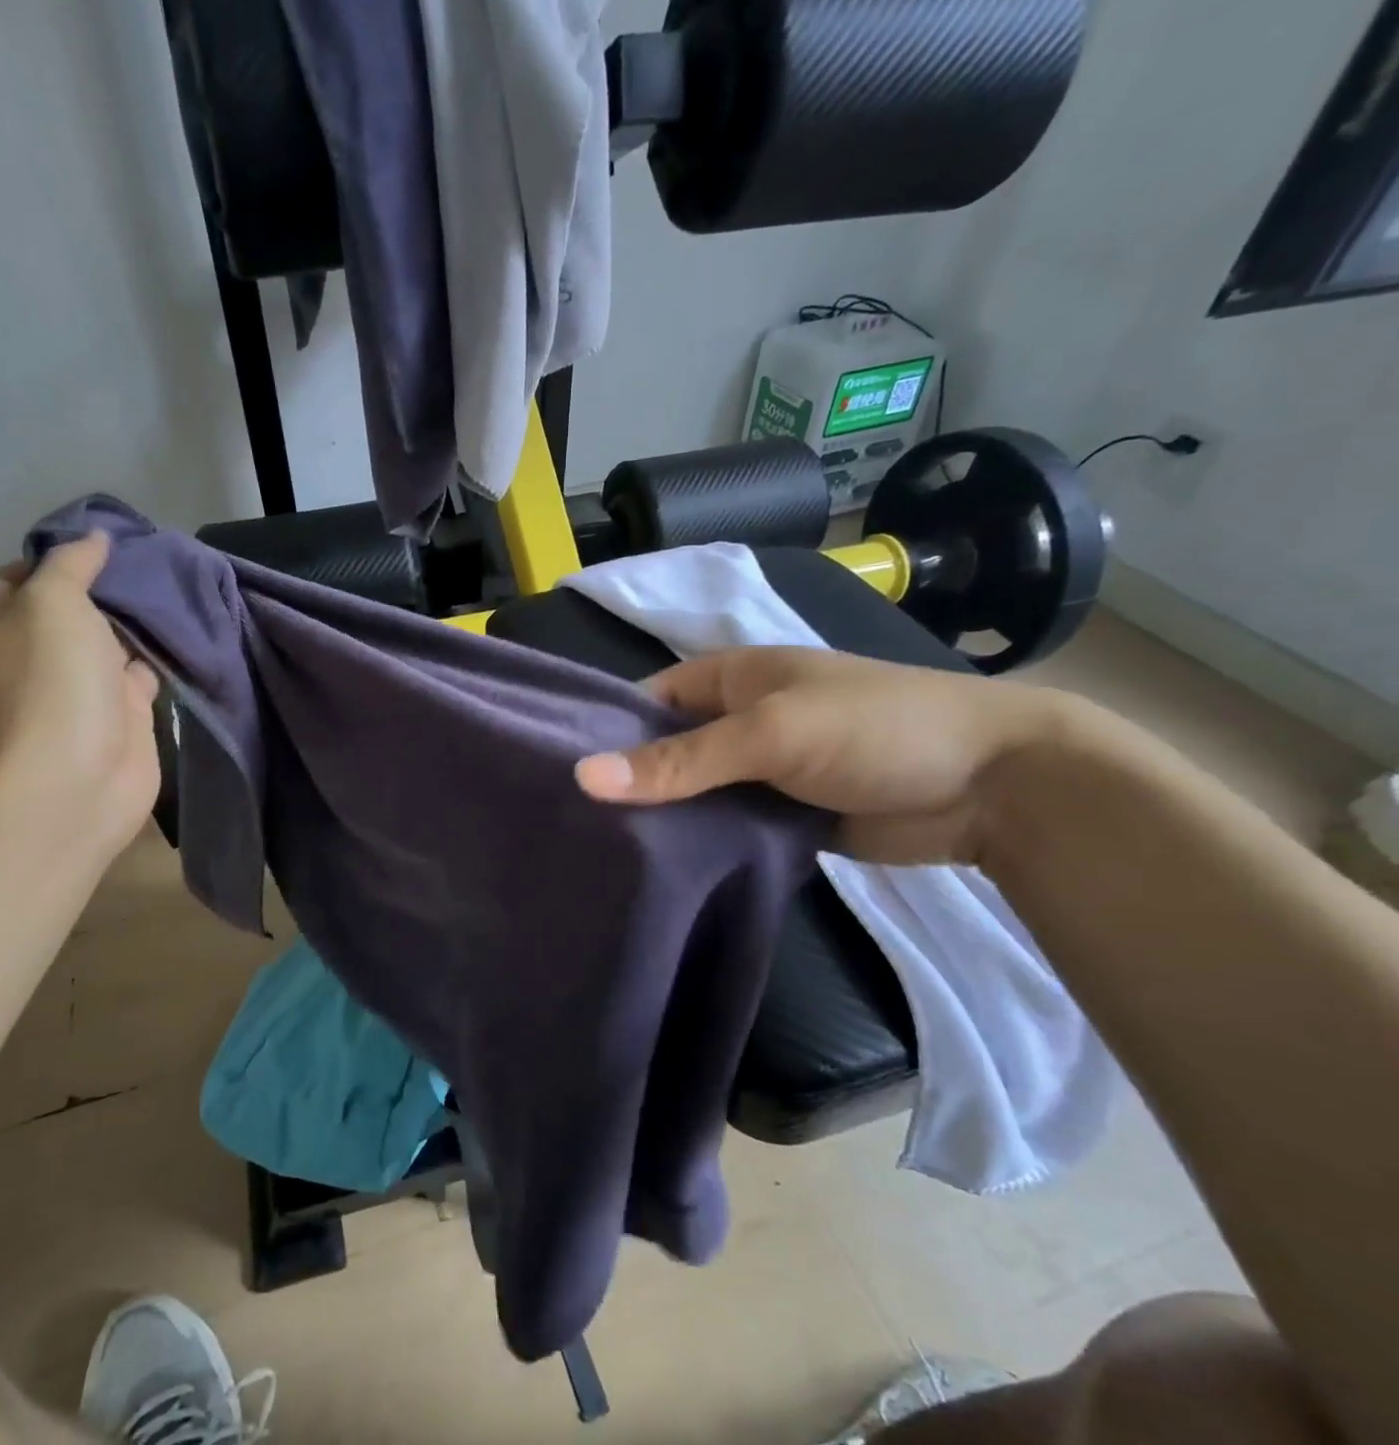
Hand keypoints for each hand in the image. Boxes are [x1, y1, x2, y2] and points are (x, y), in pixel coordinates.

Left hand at [0, 532, 160, 853]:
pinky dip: (158, 655)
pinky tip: (182, 631)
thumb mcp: (52, 602)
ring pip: (108, 642)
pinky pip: (141, 674)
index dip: (51, 557)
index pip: (15, 580)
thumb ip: (72, 565)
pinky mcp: (122, 715)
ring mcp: (80, 690)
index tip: (95, 542)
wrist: (79, 777)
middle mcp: (35, 658)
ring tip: (170, 585)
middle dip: (101, 586)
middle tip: (144, 558)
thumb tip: (94, 538)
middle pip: (67, 611)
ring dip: (133, 621)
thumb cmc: (53, 681)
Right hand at [574, 646, 1065, 865]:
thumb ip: (680, 760)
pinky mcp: (780, 817)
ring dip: (659, 819)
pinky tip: (656, 871)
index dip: (603, 731)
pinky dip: (697, 844)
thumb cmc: (875, 729)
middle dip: (625, 782)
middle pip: (664, 751)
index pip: (645, 701)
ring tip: (597, 854)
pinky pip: (723, 827)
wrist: (995, 786)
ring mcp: (758, 772)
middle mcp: (736, 721)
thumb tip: (583, 778)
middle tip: (567, 825)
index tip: (555, 774)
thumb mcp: (771, 733)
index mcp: (729, 678)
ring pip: (691, 794)